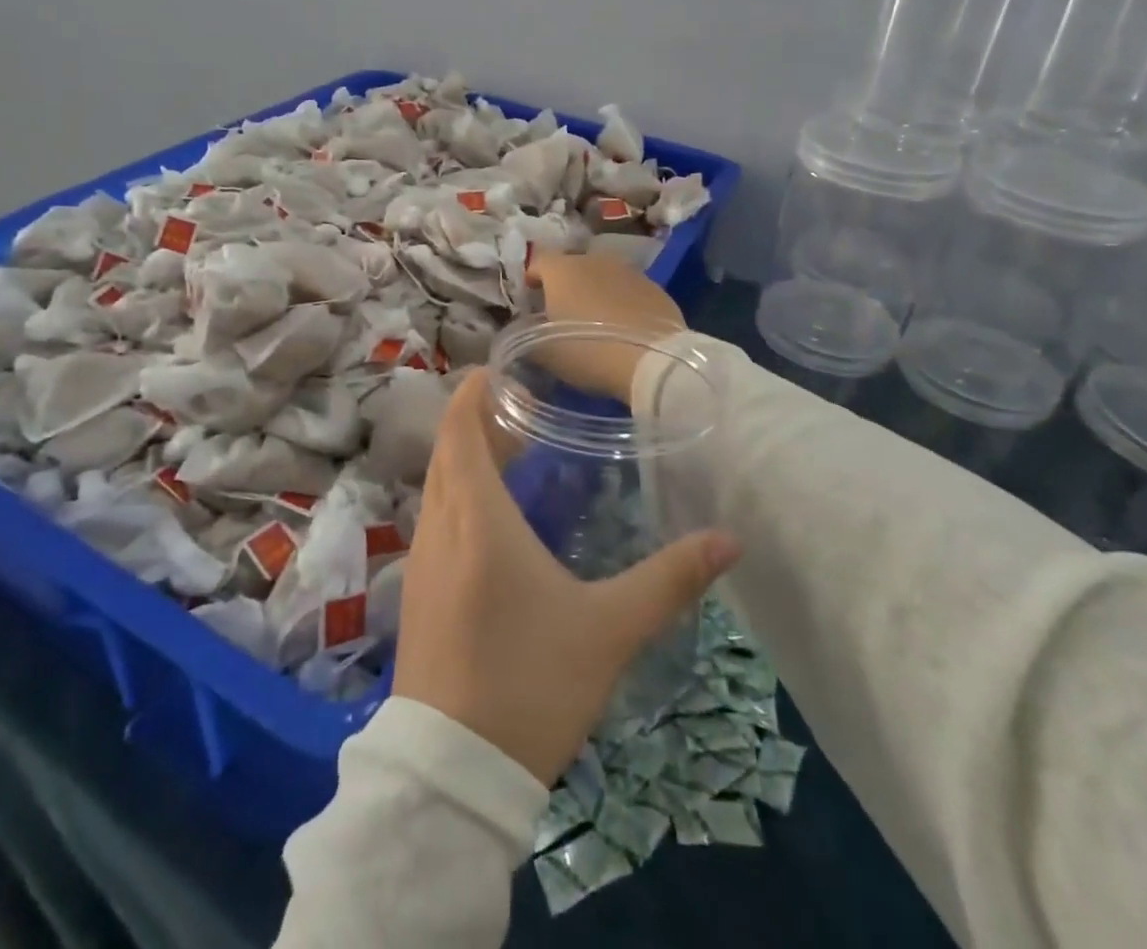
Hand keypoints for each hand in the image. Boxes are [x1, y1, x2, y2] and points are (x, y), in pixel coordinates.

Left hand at [394, 369, 740, 786]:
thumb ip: (669, 579)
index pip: (459, 430)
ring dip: (465, 461)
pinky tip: (491, 522)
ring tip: (511, 455)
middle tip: (521, 410)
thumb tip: (729, 540)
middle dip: (477, 423)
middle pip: (448, 453)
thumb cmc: (530, 684)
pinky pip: (434, 521)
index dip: (471, 394)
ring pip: (438, 488)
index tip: (497, 372)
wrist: (453, 774)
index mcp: (476, 518)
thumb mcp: (609, 629)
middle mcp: (439, 527)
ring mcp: (421, 562)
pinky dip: (457, 497)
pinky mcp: (417, 595)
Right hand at [523, 252, 685, 400]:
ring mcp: (629, 271)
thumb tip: (524, 331)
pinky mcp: (656, 288)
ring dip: (597, 291)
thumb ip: (528, 337)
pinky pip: (630, 291)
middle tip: (564, 311)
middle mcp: (595, 260)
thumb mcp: (545, 353)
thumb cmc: (587, 352)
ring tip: (596, 320)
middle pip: (573, 266)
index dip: (533, 278)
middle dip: (566, 284)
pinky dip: (623, 302)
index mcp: (562, 270)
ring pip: (604, 276)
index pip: (539, 261)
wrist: (652, 361)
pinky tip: (625, 327)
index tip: (532, 297)